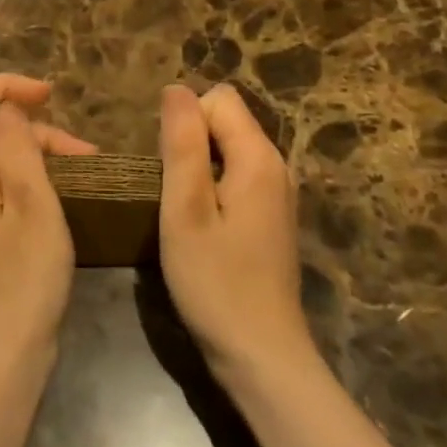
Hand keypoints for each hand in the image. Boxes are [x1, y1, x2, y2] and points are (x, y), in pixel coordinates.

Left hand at [0, 75, 95, 372]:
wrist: (2, 358)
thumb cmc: (25, 276)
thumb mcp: (33, 202)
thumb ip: (17, 144)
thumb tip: (7, 108)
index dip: (6, 85)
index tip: (50, 96)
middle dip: (32, 128)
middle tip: (83, 153)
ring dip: (34, 153)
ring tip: (82, 173)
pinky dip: (21, 177)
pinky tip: (54, 195)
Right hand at [158, 83, 314, 386]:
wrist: (262, 357)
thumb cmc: (216, 283)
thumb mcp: (186, 210)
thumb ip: (181, 144)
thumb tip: (176, 89)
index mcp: (259, 157)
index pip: (218, 99)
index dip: (186, 122)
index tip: (169, 169)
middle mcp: (276, 166)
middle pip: (226, 121)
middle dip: (190, 143)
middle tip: (173, 195)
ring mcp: (277, 194)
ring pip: (228, 149)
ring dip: (198, 168)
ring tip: (183, 213)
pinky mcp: (271, 217)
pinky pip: (236, 176)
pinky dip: (213, 189)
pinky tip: (203, 229)